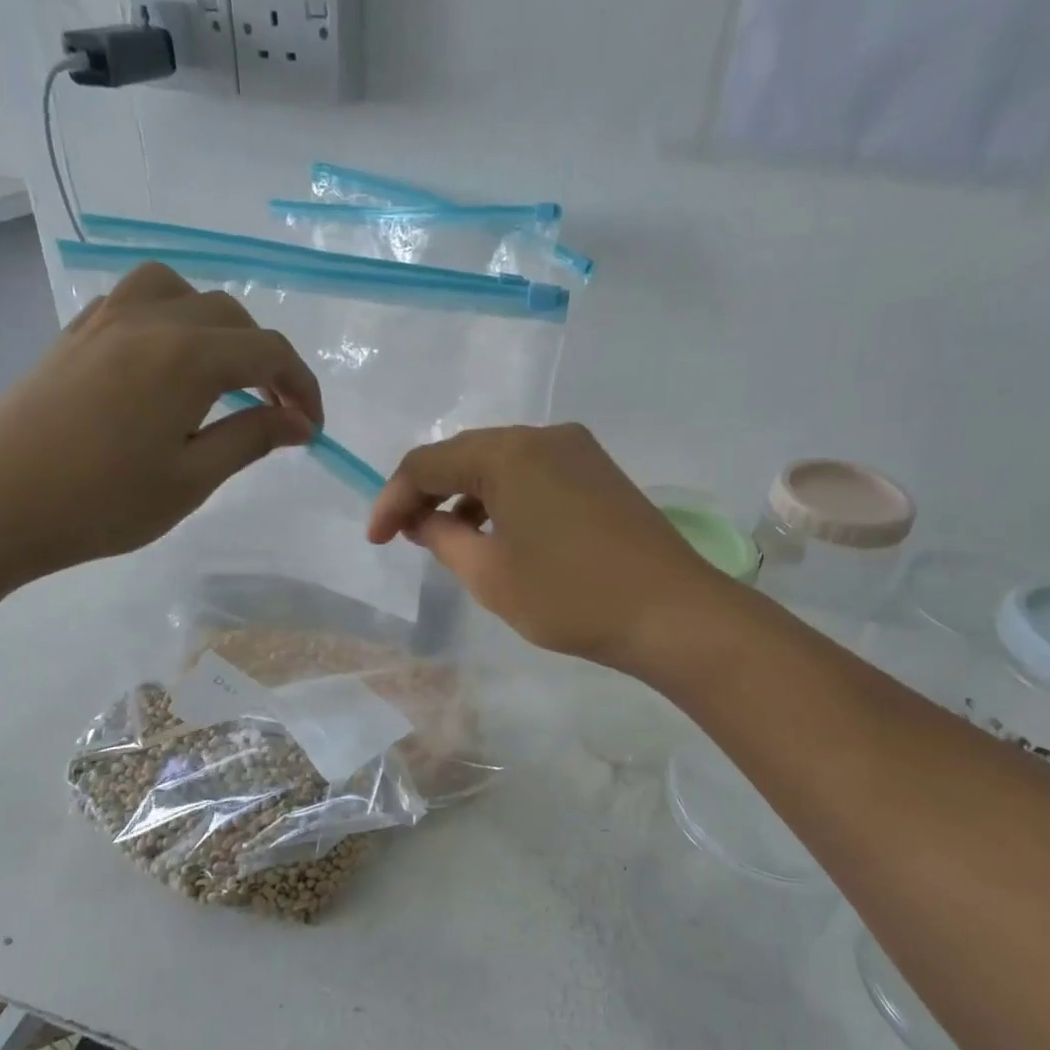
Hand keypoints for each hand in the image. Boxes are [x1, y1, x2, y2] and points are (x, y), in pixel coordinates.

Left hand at [0, 262, 320, 584]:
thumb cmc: (99, 502)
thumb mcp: (191, 479)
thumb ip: (250, 439)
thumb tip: (298, 423)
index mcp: (188, 356)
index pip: (270, 351)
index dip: (302, 386)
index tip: (310, 429)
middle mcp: (151, 321)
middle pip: (232, 316)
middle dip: (266, 360)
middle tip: (274, 412)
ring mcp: (105, 321)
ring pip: (180, 292)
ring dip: (216, 326)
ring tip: (220, 373)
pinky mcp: (74, 334)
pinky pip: (136, 301)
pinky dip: (170, 320)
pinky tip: (164, 365)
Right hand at [368, 423, 732, 672]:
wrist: (673, 613)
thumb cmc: (571, 597)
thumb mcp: (490, 575)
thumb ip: (442, 539)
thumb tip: (421, 520)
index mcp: (508, 452)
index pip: (428, 463)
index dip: (392, 500)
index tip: (376, 541)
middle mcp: (542, 436)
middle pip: (464, 455)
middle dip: (428, 494)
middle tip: (406, 537)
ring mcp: (577, 450)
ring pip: (501, 464)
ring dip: (467, 496)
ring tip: (449, 540)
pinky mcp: (599, 471)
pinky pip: (534, 473)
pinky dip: (505, 498)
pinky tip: (500, 533)